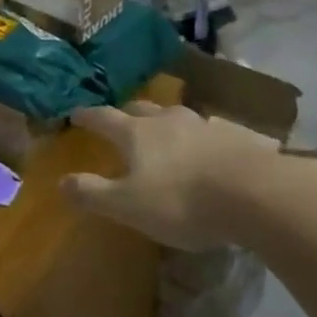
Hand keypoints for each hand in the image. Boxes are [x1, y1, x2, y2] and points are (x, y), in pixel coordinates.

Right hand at [64, 102, 285, 251]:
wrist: (256, 194)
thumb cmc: (182, 200)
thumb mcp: (129, 206)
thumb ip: (94, 193)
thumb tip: (60, 182)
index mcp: (137, 133)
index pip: (103, 118)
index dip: (87, 116)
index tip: (76, 113)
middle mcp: (169, 121)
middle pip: (141, 110)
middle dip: (128, 114)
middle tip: (122, 120)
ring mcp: (207, 125)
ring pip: (180, 117)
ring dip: (169, 123)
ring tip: (169, 133)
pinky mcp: (240, 138)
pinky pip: (217, 132)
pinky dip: (208, 138)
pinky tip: (216, 149)